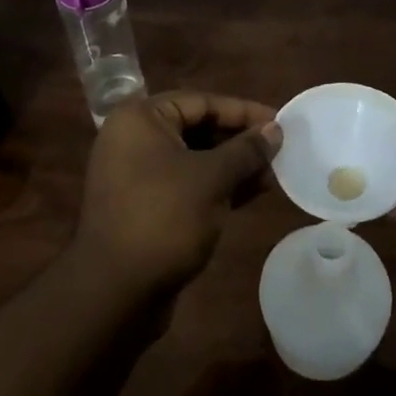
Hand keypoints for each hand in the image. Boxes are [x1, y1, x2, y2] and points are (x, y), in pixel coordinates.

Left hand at [74, 92, 279, 297]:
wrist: (115, 293)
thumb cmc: (164, 218)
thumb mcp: (212, 179)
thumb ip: (246, 150)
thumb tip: (275, 129)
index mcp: (140, 119)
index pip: (200, 102)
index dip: (242, 111)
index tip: (279, 122)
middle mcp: (133, 139)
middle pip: (197, 128)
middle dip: (239, 140)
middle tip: (279, 149)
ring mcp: (136, 175)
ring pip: (194, 159)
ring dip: (233, 166)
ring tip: (273, 174)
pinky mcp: (145, 206)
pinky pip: (187, 184)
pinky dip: (217, 186)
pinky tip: (252, 193)